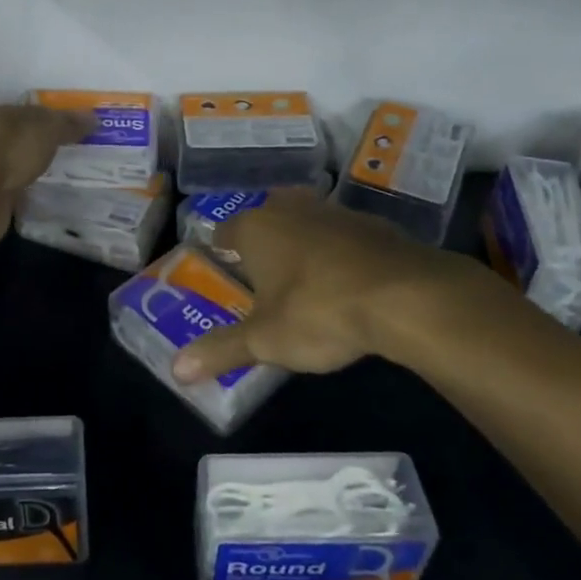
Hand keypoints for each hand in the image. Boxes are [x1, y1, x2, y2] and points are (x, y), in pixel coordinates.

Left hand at [0, 101, 93, 246]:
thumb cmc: (0, 148)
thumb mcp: (43, 128)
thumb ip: (65, 122)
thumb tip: (92, 118)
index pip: (2, 111)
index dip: (28, 117)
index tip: (51, 129)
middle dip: (22, 147)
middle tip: (54, 154)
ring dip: (15, 173)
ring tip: (46, 177)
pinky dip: (11, 195)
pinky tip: (30, 198)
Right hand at [170, 189, 514, 383]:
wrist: (405, 295)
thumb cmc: (319, 311)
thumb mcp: (266, 340)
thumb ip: (221, 351)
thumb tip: (175, 370)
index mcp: (255, 228)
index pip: (225, 232)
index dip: (222, 250)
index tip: (223, 268)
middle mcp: (289, 209)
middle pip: (266, 217)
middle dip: (262, 240)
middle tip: (263, 271)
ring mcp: (333, 212)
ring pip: (306, 220)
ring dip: (302, 241)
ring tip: (304, 275)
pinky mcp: (372, 224)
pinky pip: (343, 234)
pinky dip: (339, 251)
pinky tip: (348, 279)